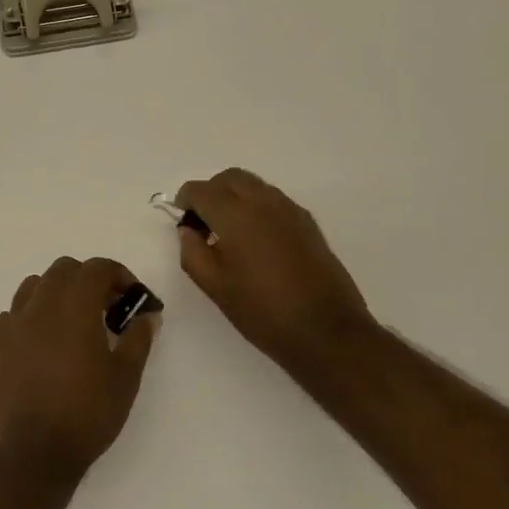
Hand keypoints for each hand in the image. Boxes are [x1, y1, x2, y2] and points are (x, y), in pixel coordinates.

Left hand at [0, 256, 157, 482]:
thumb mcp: (126, 378)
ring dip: (58, 292)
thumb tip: (147, 316)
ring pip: (35, 285)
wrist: (30, 453)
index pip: (98, 268)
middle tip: (108, 309)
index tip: (134, 298)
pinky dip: (32, 316)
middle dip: (89, 280)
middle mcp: (41, 304)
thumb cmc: (86, 413)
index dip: (120, 275)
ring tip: (74, 322)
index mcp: (75, 305)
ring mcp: (14, 323)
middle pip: (65, 270)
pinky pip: (14, 314)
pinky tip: (43, 342)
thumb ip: (138, 339)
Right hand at [176, 169, 375, 372]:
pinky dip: (257, 206)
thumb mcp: (215, 287)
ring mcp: (290, 209)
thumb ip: (192, 252)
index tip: (182, 218)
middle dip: (211, 191)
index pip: (202, 190)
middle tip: (203, 221)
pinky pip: (274, 200)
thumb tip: (188, 230)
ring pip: (254, 185)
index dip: (185, 200)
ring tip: (229, 231)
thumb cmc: (262, 311)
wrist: (326, 330)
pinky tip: (256, 239)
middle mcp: (263, 202)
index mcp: (235, 215)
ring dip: (235, 196)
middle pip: (230, 178)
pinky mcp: (308, 222)